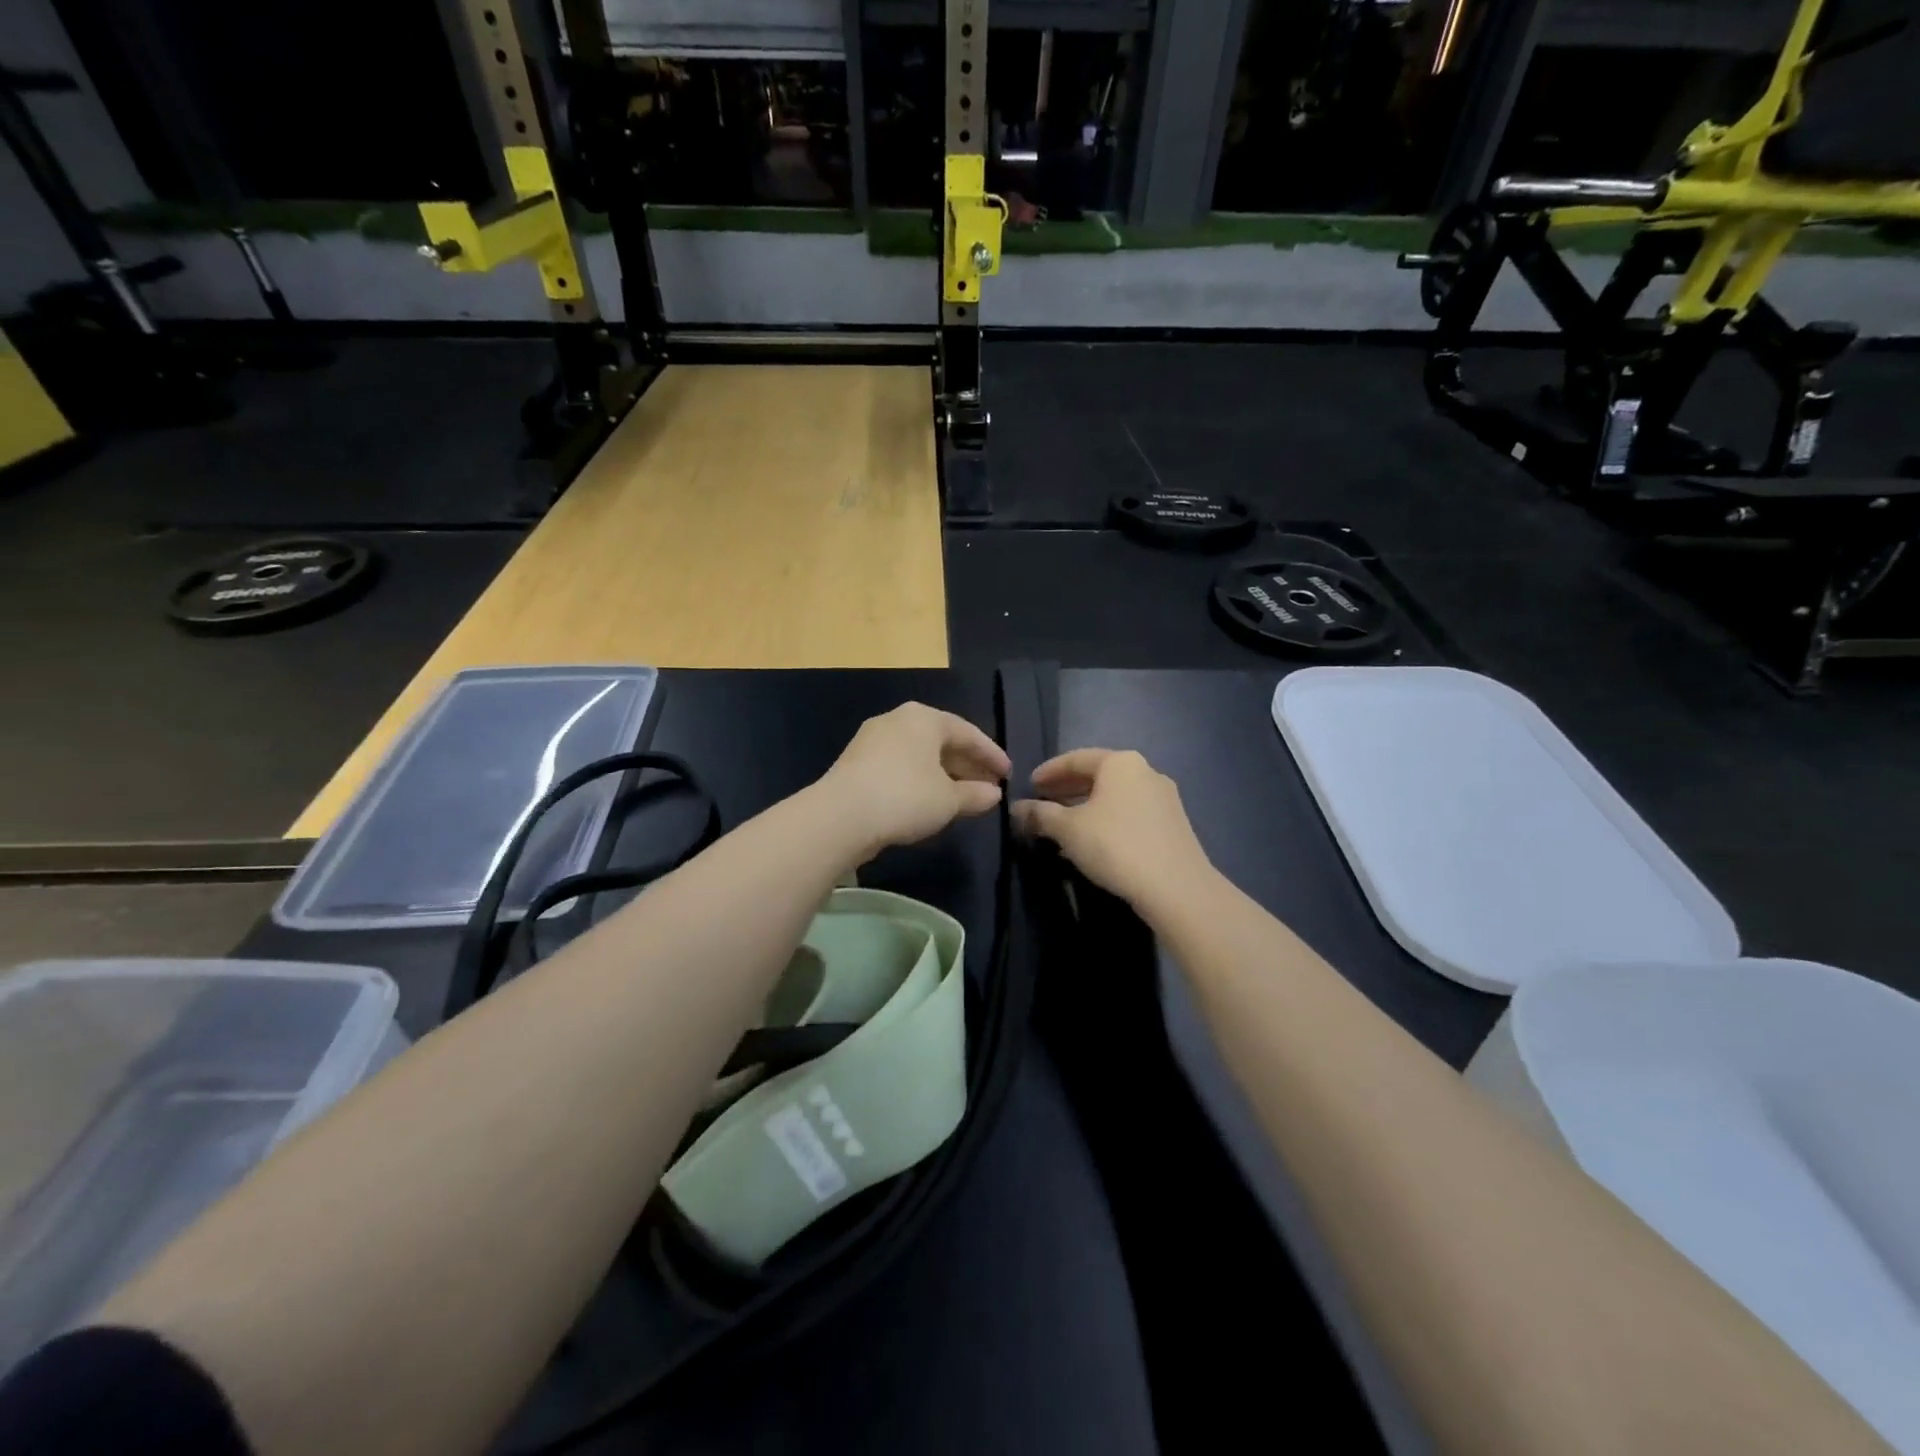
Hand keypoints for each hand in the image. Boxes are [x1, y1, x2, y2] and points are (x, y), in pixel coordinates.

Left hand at [818, 703, 1010, 856]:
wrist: (840, 816)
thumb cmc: (905, 797)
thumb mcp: (949, 800)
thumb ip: (975, 795)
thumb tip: (994, 794)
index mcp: (924, 718)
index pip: (968, 733)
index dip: (991, 755)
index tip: (1008, 775)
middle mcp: (897, 720)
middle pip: (942, 742)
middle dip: (967, 765)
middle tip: (989, 786)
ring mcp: (873, 740)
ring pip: (920, 755)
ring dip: (944, 775)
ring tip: (963, 797)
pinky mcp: (856, 764)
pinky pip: (900, 767)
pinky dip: (920, 781)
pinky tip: (930, 802)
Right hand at [1013, 749, 1212, 909]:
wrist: (1176, 887)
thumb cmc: (1115, 846)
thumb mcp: (1068, 829)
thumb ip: (1040, 814)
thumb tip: (1017, 808)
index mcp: (1120, 763)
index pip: (1075, 759)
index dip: (1048, 771)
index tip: (1029, 785)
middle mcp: (1145, 771)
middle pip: (1097, 775)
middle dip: (1067, 789)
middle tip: (1043, 803)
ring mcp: (1163, 798)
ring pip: (1114, 796)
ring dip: (1086, 806)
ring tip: (1063, 825)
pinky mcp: (1173, 824)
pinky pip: (1130, 812)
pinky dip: (1107, 819)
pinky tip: (1093, 840)